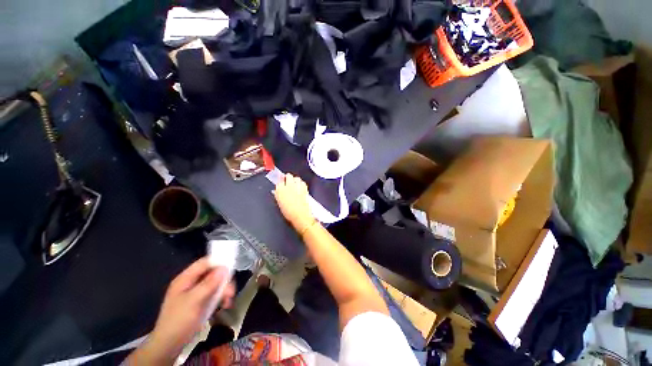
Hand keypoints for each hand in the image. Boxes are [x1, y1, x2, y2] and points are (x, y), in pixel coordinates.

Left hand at [134, 258, 234, 363]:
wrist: (169, 345)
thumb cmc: (179, 320)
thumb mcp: (194, 300)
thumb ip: (209, 283)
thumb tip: (224, 268)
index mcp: (185, 279)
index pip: (204, 263)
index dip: (218, 262)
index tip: (231, 269)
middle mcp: (190, 283)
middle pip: (212, 273)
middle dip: (223, 281)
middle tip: (231, 291)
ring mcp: (195, 293)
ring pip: (214, 284)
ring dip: (224, 290)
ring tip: (229, 300)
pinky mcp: (199, 302)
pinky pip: (213, 294)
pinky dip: (220, 298)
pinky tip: (225, 305)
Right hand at [273, 173, 315, 232]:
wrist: (300, 215)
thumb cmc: (288, 212)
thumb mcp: (280, 203)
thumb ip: (278, 195)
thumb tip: (278, 191)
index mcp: (280, 190)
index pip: (279, 181)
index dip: (281, 181)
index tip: (282, 182)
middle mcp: (288, 186)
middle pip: (288, 176)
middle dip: (288, 177)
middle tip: (288, 181)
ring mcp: (297, 186)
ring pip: (296, 178)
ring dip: (295, 180)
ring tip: (295, 183)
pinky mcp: (304, 188)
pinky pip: (303, 182)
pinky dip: (301, 183)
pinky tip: (301, 187)